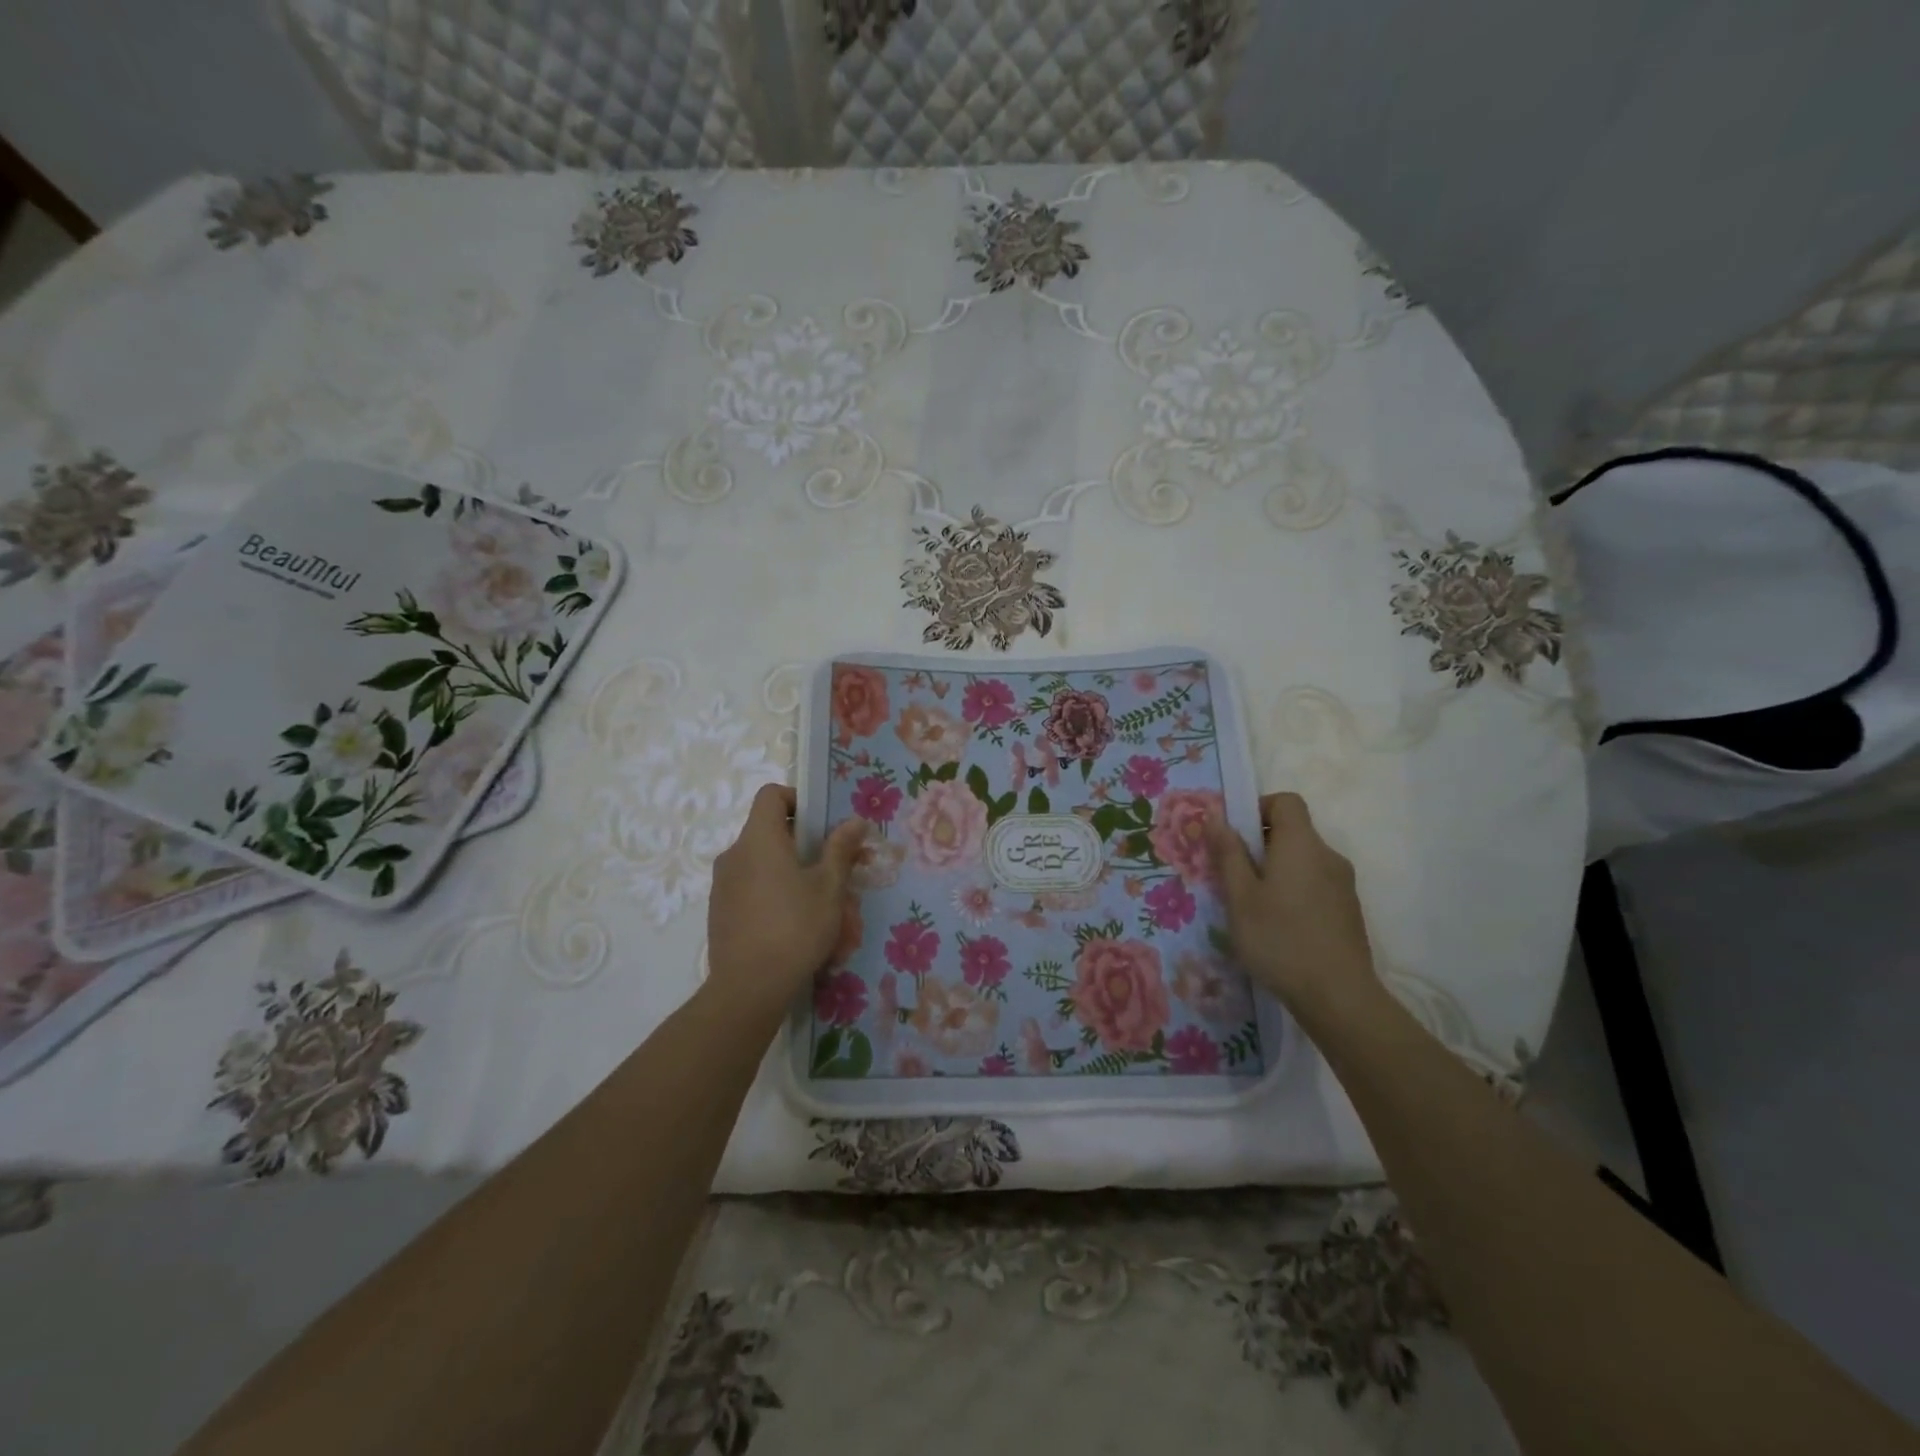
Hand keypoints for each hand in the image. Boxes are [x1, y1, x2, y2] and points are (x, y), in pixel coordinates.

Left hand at [706, 785, 866, 1023]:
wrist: (749, 987)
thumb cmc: (796, 927)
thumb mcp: (830, 887)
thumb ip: (841, 849)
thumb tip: (855, 820)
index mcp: (759, 839)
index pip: (770, 795)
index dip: (797, 799)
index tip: (821, 824)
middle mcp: (734, 853)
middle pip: (770, 831)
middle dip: (805, 846)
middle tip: (833, 871)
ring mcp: (723, 884)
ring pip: (763, 864)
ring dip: (792, 874)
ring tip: (821, 906)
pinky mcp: (720, 910)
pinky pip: (751, 889)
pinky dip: (774, 895)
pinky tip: (795, 926)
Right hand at [1205, 792, 1382, 1026]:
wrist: (1339, 997)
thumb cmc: (1280, 939)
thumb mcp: (1240, 897)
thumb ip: (1228, 853)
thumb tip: (1216, 816)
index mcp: (1301, 844)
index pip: (1286, 801)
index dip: (1258, 808)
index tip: (1235, 837)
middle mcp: (1328, 856)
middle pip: (1293, 831)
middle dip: (1260, 845)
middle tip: (1234, 877)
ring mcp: (1343, 884)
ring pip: (1303, 861)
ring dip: (1276, 871)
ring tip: (1253, 907)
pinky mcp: (1348, 910)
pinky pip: (1315, 884)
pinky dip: (1294, 891)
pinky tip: (1279, 927)